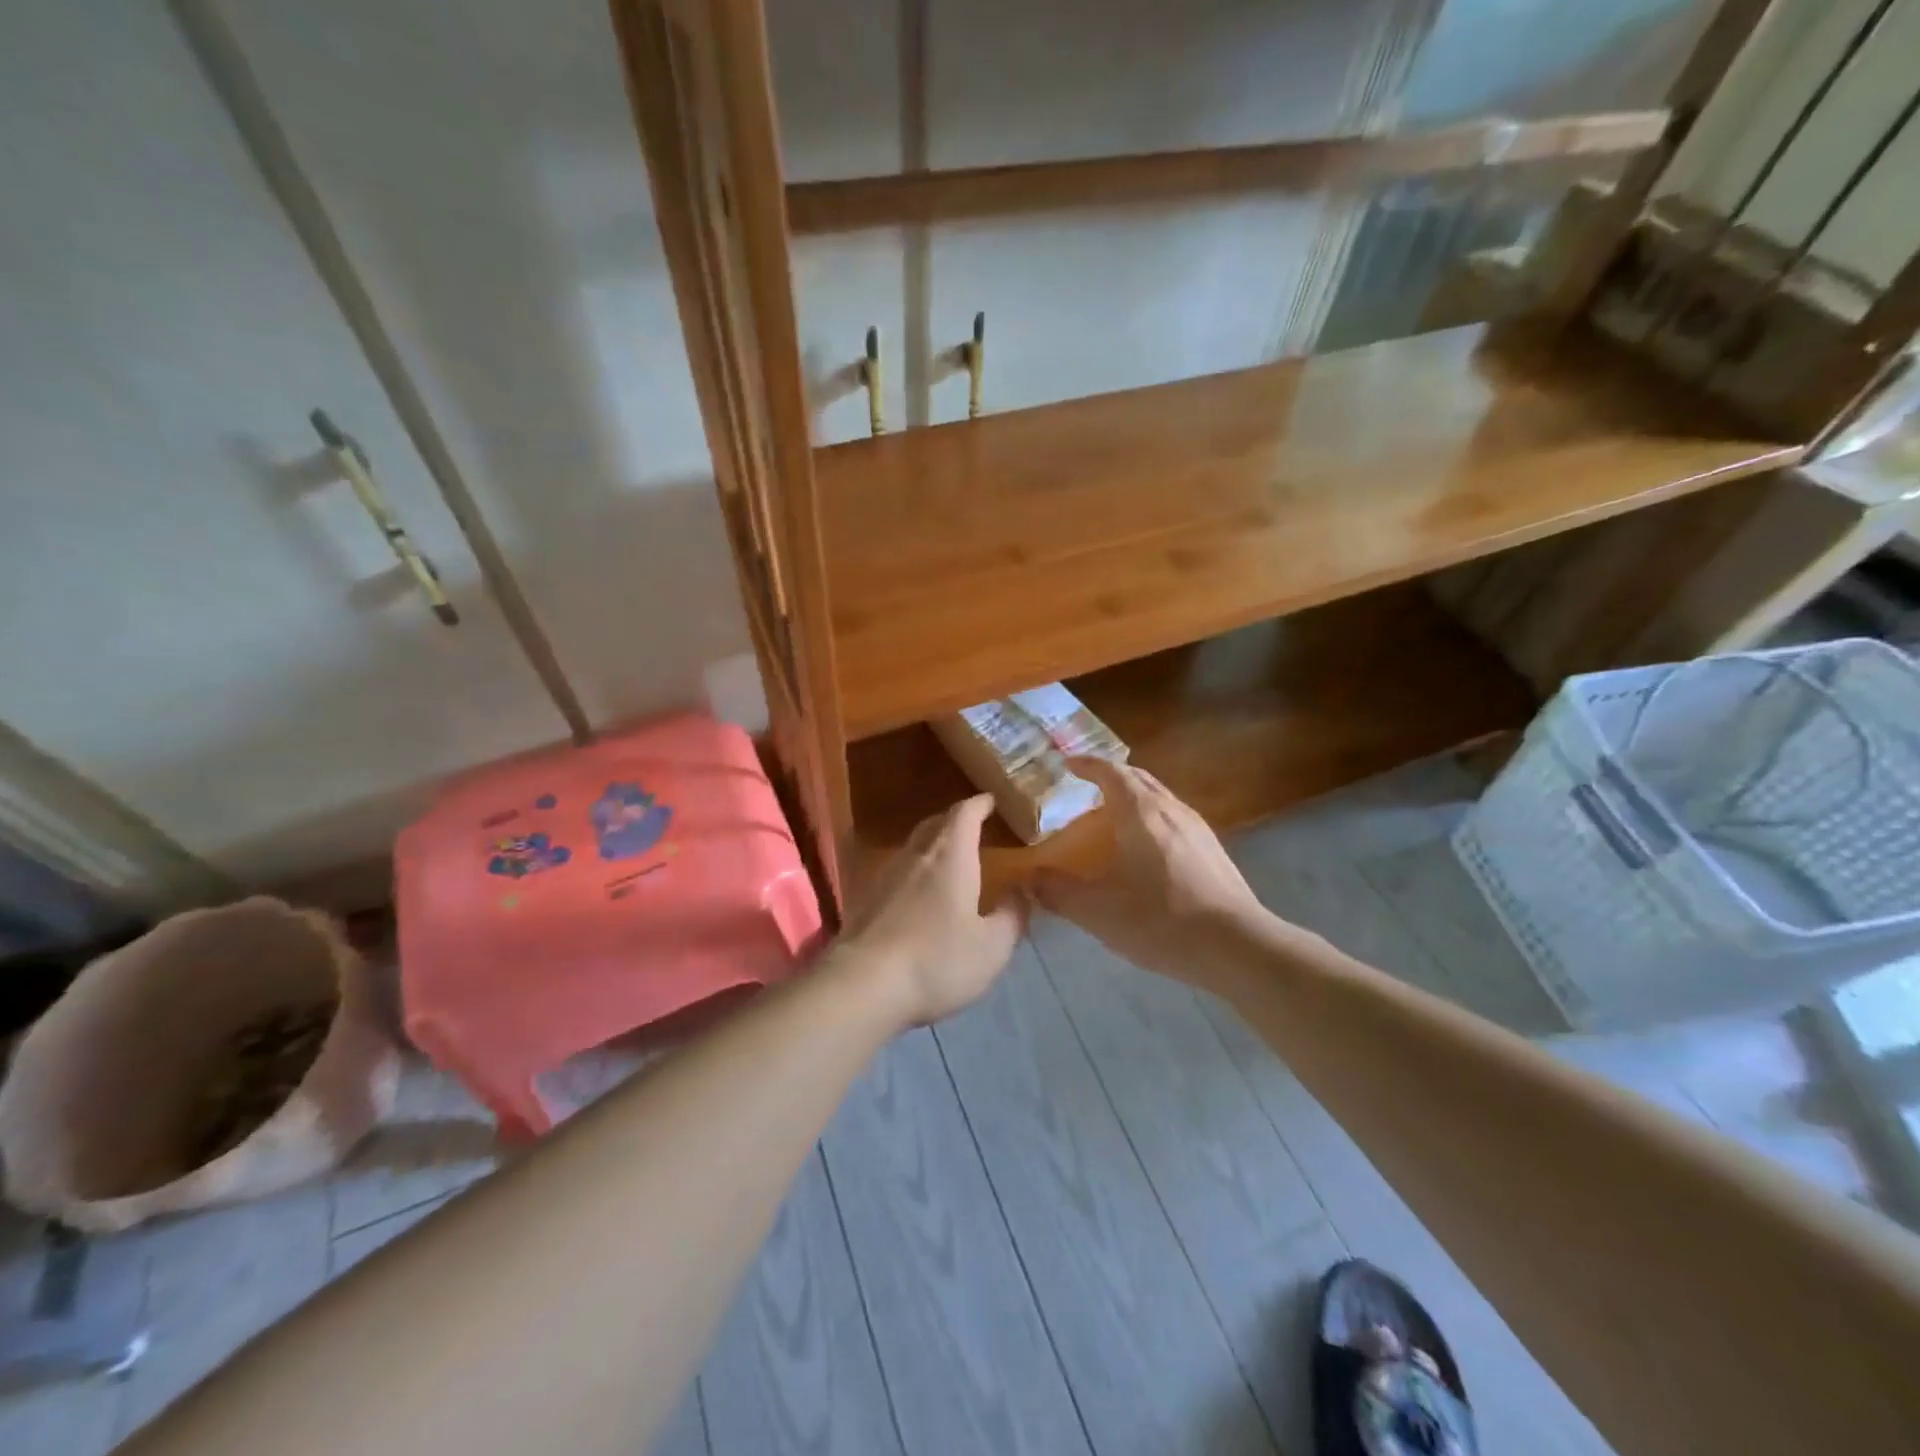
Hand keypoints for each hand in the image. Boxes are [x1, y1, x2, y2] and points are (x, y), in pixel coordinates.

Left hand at [837, 794, 1025, 1026]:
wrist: (862, 985)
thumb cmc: (937, 960)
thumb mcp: (991, 947)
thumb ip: (1012, 916)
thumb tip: (1022, 892)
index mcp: (950, 856)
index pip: (965, 814)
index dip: (979, 804)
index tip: (991, 800)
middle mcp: (916, 856)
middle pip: (935, 824)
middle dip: (955, 821)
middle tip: (972, 827)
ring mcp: (885, 876)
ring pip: (913, 848)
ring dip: (933, 847)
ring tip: (950, 861)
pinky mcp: (865, 900)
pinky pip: (897, 873)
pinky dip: (914, 874)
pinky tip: (920, 896)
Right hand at [1033, 758, 1268, 982]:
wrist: (1236, 946)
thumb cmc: (1161, 920)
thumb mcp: (1097, 911)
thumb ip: (1058, 892)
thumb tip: (1029, 878)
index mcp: (1141, 813)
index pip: (1111, 772)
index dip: (1087, 765)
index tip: (1068, 765)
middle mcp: (1171, 810)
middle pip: (1139, 779)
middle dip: (1112, 776)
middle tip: (1088, 786)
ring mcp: (1198, 829)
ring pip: (1160, 798)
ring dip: (1134, 797)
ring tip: (1113, 816)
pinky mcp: (1213, 851)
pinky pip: (1174, 819)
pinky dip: (1152, 818)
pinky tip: (1147, 850)